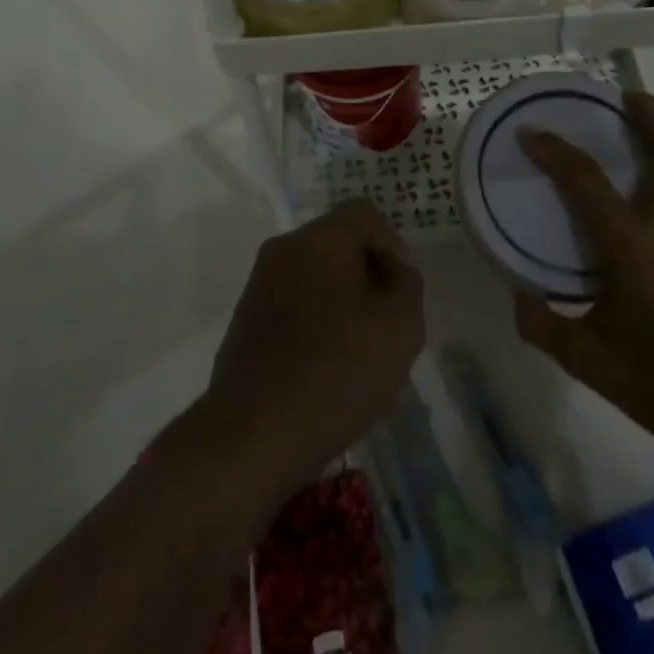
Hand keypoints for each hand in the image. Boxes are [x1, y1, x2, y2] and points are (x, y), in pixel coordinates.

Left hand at [204, 202, 424, 502]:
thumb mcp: (400, 327)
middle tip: (388, 327)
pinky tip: (328, 374)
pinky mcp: (246, 322)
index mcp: (319, 238)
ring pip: (318, 278)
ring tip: (361, 358)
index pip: (366, 215)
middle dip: (370, 279)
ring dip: (345, 306)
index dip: (394, 247)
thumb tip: (395, 269)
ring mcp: (259, 286)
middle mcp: (284, 250)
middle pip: (340, 245)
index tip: (403, 294)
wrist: (250, 439)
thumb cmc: (335, 373)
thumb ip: (408, 284)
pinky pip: (295, 307)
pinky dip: (318, 327)